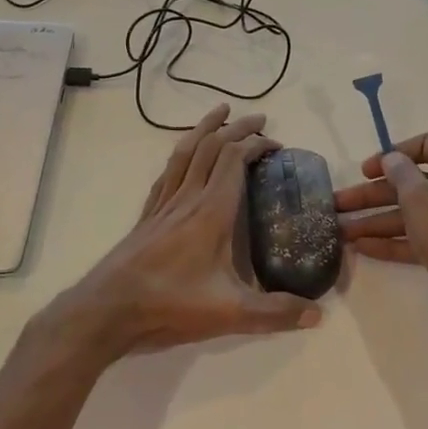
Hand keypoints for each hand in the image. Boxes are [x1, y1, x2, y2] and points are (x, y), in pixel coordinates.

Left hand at [55, 104, 323, 359]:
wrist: (109, 309)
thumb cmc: (170, 304)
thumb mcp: (230, 314)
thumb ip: (275, 313)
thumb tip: (318, 315)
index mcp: (212, 211)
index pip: (235, 159)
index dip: (257, 145)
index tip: (277, 146)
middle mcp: (188, 197)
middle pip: (212, 147)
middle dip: (237, 128)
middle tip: (259, 119)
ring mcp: (164, 204)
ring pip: (186, 152)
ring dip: (205, 128)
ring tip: (220, 112)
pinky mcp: (148, 215)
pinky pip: (167, 172)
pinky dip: (182, 154)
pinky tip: (184, 157)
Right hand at [334, 133, 427, 360]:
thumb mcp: (422, 200)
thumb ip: (402, 174)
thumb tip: (392, 159)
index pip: (427, 145)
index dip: (394, 153)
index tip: (366, 170)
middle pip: (413, 183)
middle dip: (373, 194)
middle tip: (338, 204)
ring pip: (413, 214)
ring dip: (377, 220)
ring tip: (341, 232)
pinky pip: (420, 239)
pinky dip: (393, 241)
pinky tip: (362, 248)